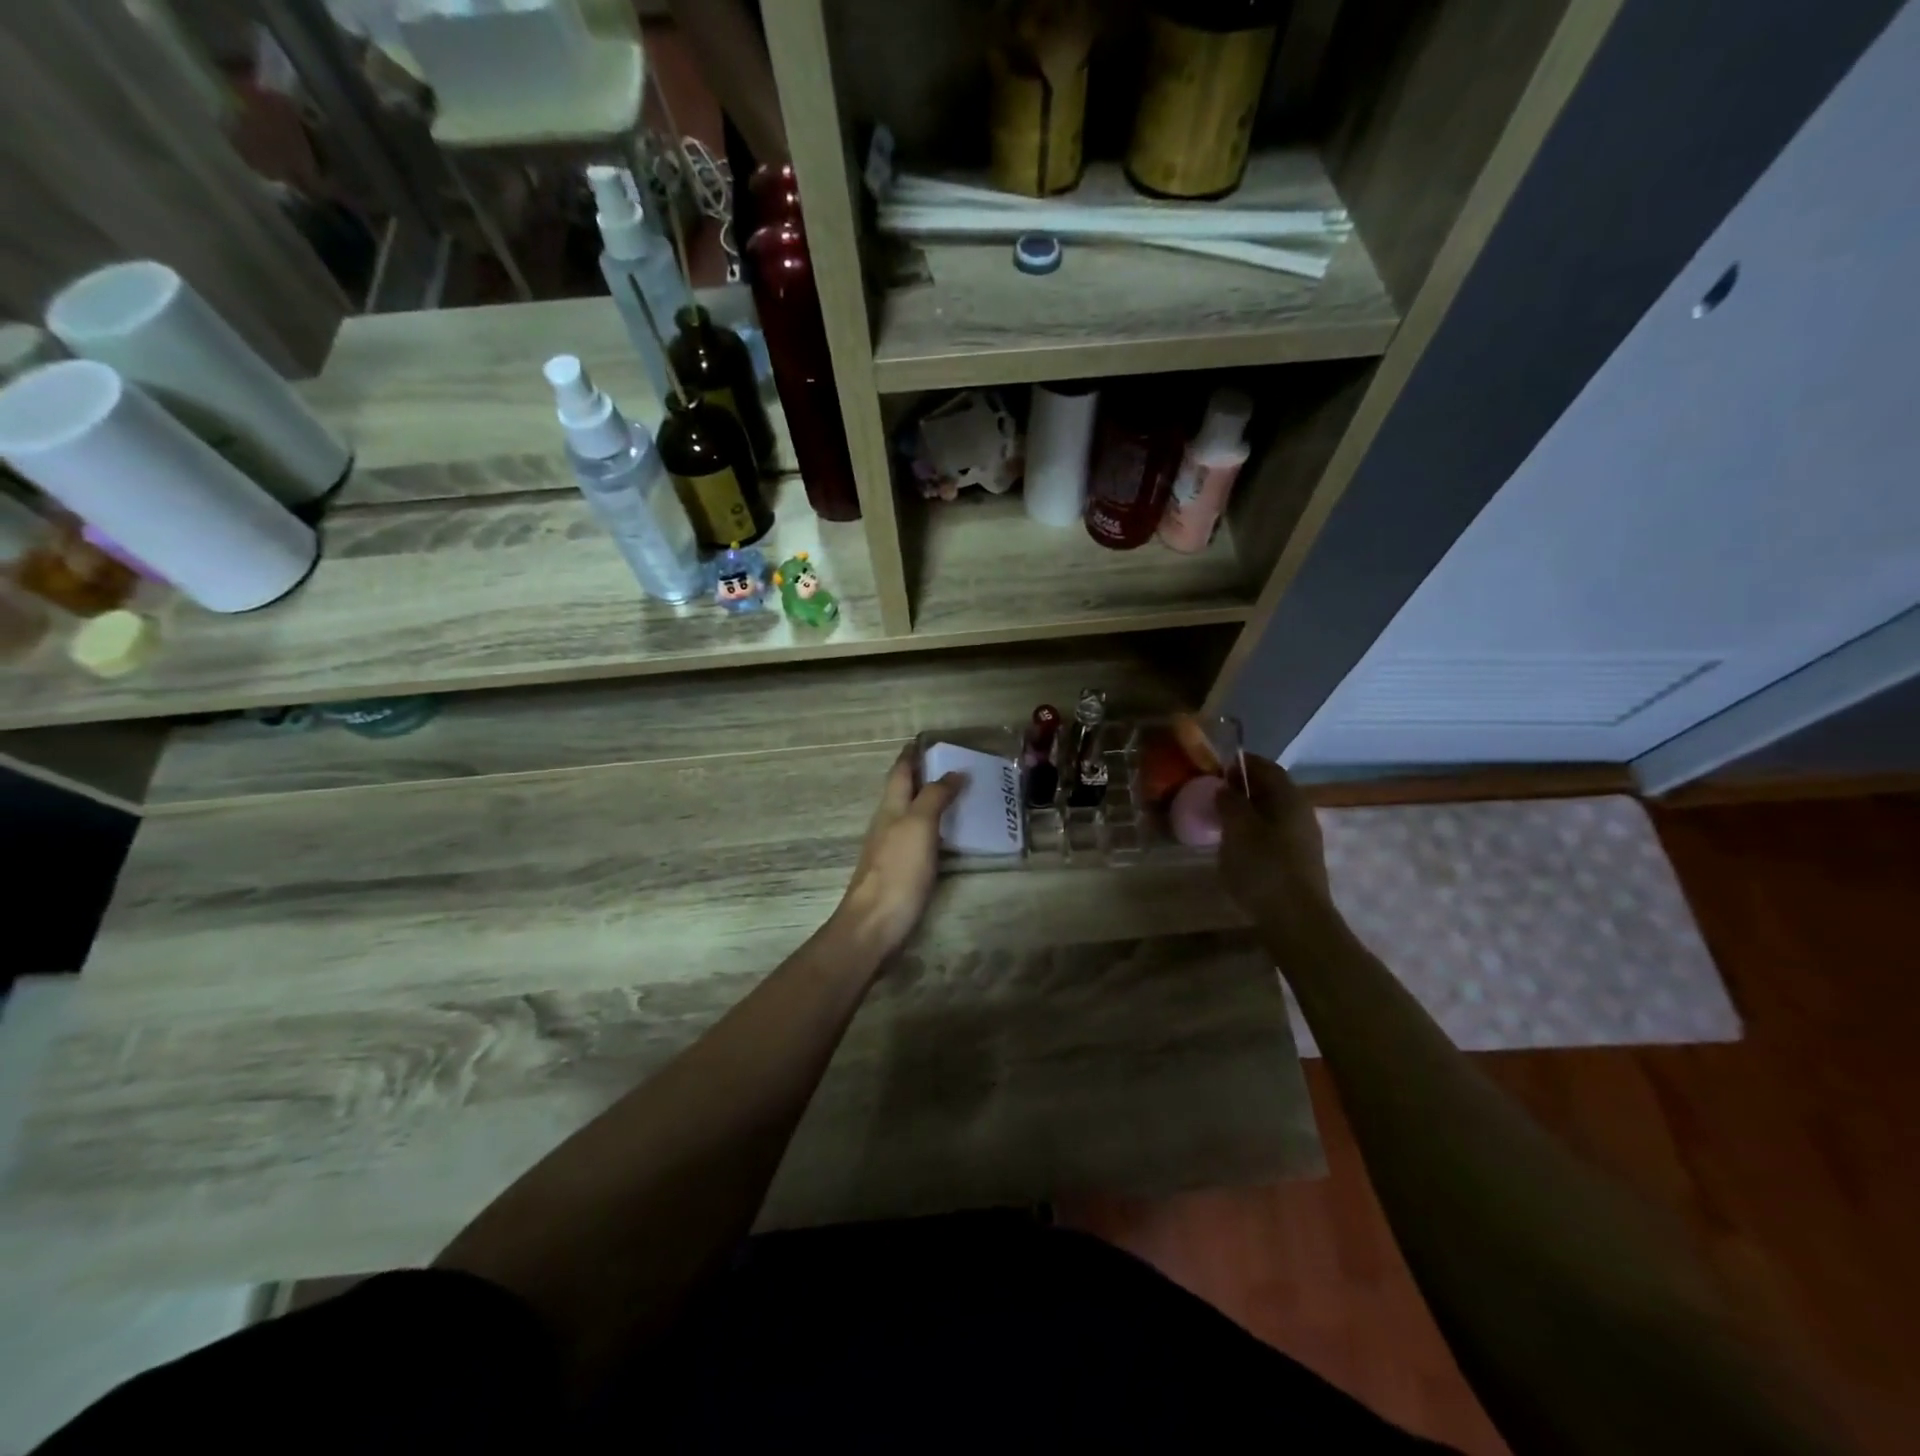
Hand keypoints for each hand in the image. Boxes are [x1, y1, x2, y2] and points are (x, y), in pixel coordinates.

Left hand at [830, 749, 964, 960]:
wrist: (874, 926)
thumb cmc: (898, 871)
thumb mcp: (919, 826)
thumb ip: (935, 797)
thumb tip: (953, 772)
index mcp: (890, 808)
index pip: (900, 772)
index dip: (911, 755)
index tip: (927, 740)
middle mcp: (887, 824)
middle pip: (903, 792)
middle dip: (922, 776)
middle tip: (953, 765)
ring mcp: (890, 849)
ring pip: (909, 815)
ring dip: (929, 801)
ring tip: (956, 796)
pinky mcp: (898, 872)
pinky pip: (917, 838)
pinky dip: (932, 828)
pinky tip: (946, 836)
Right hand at [1216, 754, 1337, 932]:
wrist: (1296, 921)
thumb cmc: (1264, 868)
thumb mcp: (1238, 830)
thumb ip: (1230, 802)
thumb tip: (1226, 787)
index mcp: (1289, 797)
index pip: (1266, 767)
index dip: (1241, 763)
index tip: (1216, 767)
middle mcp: (1301, 812)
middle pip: (1271, 790)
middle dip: (1243, 787)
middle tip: (1213, 794)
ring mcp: (1303, 839)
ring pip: (1272, 814)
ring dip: (1247, 811)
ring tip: (1220, 820)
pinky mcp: (1299, 861)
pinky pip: (1273, 834)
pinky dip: (1254, 832)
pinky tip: (1236, 846)